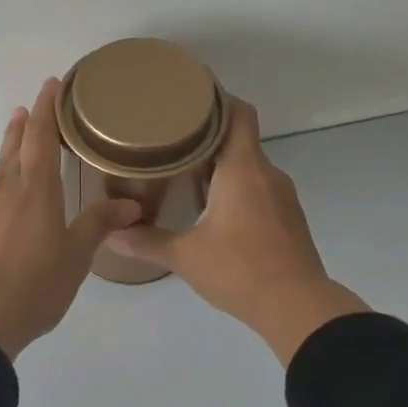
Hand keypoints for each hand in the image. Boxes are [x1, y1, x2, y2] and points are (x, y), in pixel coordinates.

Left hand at [0, 79, 141, 359]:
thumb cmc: (35, 286)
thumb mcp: (76, 257)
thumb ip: (98, 225)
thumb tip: (131, 204)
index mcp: (38, 190)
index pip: (43, 138)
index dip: (47, 109)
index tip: (51, 84)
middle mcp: (5, 190)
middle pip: (16, 150)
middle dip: (24, 126)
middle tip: (27, 108)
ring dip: (2, 152)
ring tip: (8, 133)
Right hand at [107, 97, 369, 363]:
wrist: (298, 307)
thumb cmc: (240, 271)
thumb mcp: (185, 257)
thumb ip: (146, 241)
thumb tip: (109, 234)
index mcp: (243, 170)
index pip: (239, 114)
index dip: (217, 100)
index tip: (188, 99)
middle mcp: (267, 174)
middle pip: (239, 138)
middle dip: (207, 136)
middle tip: (170, 138)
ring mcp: (282, 196)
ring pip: (249, 166)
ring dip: (221, 164)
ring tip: (184, 171)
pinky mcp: (288, 218)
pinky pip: (259, 188)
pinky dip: (236, 186)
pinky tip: (212, 207)